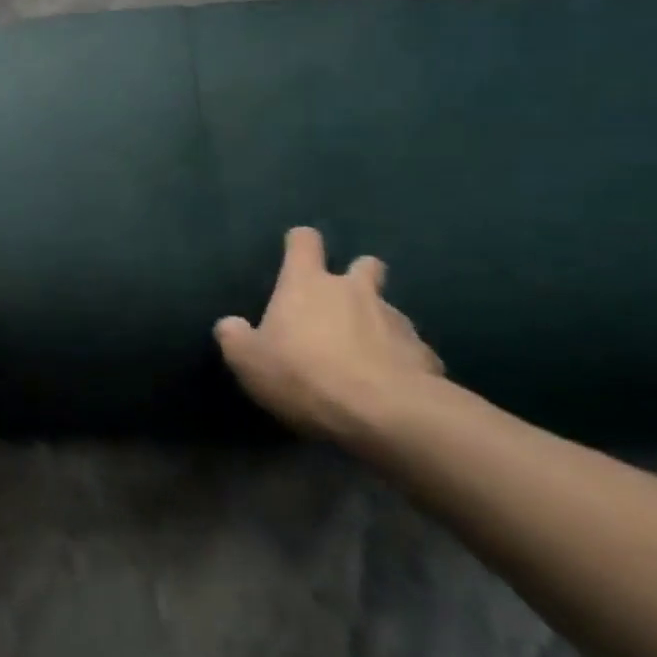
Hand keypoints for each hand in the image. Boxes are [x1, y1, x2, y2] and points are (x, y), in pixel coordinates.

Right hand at [215, 227, 444, 444]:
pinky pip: (411, 352)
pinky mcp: (426, 355)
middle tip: (343, 303)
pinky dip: (401, 362)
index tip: (296, 253)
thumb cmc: (304, 374)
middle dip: (358, 276)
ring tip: (365, 358)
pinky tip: (390, 387)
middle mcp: (354, 291)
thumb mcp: (248, 360)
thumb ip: (235, 337)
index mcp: (307, 284)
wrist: (385, 414)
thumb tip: (230, 324)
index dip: (300, 244)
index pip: (304, 242)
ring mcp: (396, 320)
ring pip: (388, 311)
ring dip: (378, 325)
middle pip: (364, 265)